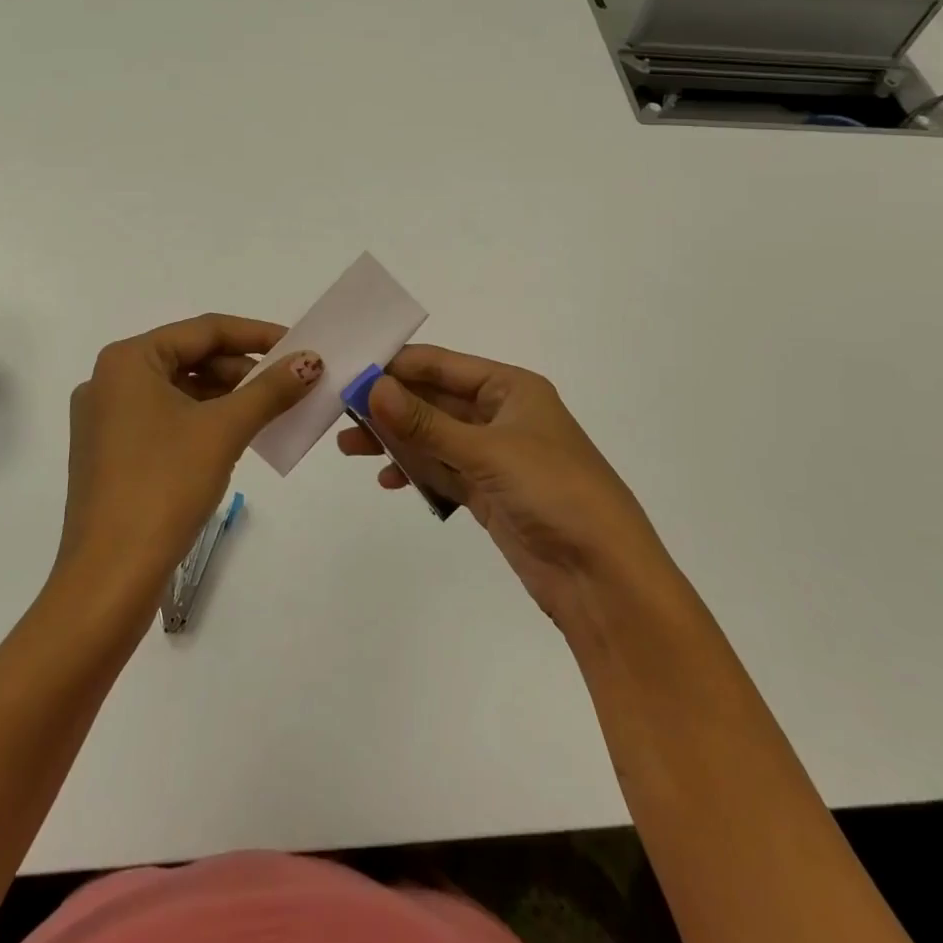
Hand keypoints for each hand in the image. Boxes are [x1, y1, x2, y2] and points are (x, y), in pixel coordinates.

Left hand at [61, 314, 321, 605]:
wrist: (110, 576)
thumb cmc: (164, 485)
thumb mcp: (224, 430)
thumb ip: (270, 389)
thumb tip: (310, 361)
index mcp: (127, 361)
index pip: (205, 330)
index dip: (257, 334)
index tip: (299, 345)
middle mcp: (109, 381)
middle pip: (191, 358)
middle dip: (243, 369)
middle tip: (289, 383)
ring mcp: (106, 420)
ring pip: (179, 390)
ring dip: (226, 396)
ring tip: (271, 409)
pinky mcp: (111, 454)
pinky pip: (166, 419)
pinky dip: (203, 420)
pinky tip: (236, 436)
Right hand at [337, 344, 673, 628]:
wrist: (603, 577)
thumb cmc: (554, 492)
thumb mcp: (487, 451)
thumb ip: (426, 422)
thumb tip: (371, 387)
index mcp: (511, 388)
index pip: (443, 365)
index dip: (397, 365)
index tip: (349, 369)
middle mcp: (503, 415)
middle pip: (435, 401)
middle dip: (390, 406)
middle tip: (339, 412)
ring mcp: (497, 456)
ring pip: (434, 437)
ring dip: (396, 440)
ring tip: (348, 447)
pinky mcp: (491, 493)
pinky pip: (443, 471)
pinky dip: (416, 472)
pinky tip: (388, 480)